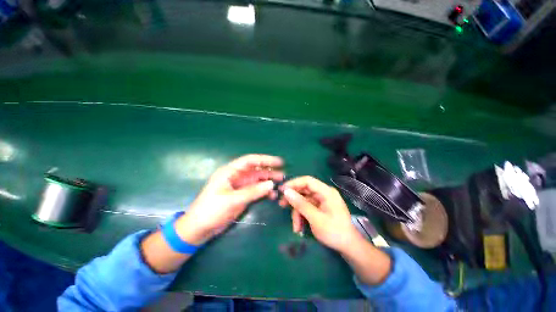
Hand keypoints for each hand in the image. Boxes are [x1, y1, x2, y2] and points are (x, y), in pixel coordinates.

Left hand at [176, 154, 283, 244]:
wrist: (199, 228)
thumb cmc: (211, 210)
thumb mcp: (232, 200)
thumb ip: (253, 191)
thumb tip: (271, 184)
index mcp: (230, 172)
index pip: (250, 161)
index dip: (265, 159)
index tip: (279, 162)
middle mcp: (236, 176)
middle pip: (256, 170)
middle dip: (269, 171)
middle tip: (283, 175)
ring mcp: (240, 186)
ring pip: (257, 180)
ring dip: (268, 182)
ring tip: (281, 185)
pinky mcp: (242, 195)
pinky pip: (256, 190)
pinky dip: (264, 191)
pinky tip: (272, 195)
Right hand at [279, 176, 360, 252]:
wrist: (348, 247)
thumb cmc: (334, 232)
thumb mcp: (315, 218)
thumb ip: (300, 204)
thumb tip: (286, 191)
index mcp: (326, 192)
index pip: (307, 181)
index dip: (294, 183)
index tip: (282, 190)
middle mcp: (323, 193)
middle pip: (304, 190)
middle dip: (293, 199)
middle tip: (281, 204)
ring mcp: (321, 200)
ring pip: (303, 201)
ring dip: (297, 213)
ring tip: (295, 227)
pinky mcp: (319, 207)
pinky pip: (307, 207)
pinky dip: (302, 216)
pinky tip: (299, 227)